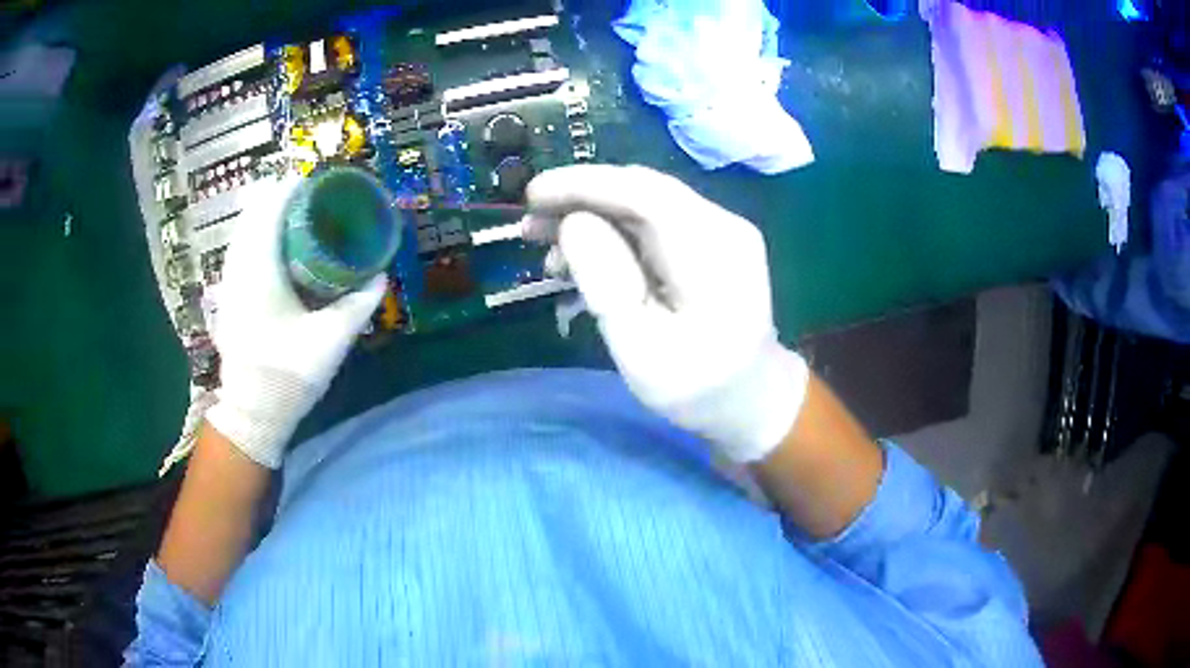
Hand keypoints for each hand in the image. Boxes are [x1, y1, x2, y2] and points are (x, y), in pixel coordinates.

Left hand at [205, 176, 385, 467]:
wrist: (252, 411)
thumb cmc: (288, 374)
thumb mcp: (331, 341)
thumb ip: (358, 306)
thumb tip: (380, 277)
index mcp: (261, 271)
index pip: (270, 210)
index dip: (291, 189)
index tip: (315, 181)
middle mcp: (239, 268)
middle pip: (253, 213)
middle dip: (278, 197)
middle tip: (309, 196)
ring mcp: (228, 282)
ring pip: (242, 230)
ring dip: (265, 215)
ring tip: (293, 213)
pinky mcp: (227, 296)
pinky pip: (239, 248)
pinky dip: (255, 234)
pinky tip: (273, 244)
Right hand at [524, 165, 808, 461]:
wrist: (749, 398)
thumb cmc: (697, 388)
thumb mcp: (642, 351)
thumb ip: (607, 285)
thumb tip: (574, 223)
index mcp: (714, 252)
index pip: (644, 193)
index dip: (584, 185)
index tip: (532, 195)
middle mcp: (723, 225)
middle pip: (642, 191)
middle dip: (580, 200)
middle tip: (529, 227)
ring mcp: (719, 230)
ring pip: (643, 203)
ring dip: (591, 217)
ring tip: (547, 250)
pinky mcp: (709, 240)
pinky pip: (652, 222)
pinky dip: (612, 233)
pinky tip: (582, 258)